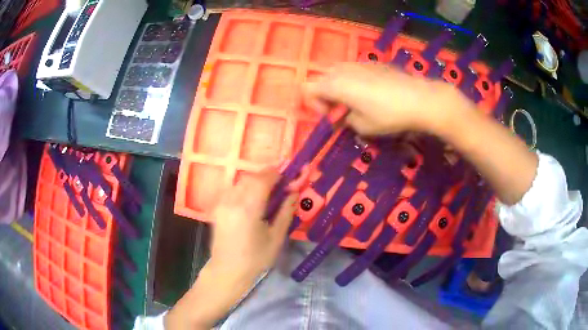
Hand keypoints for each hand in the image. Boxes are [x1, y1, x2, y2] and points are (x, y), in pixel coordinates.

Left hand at [165, 169, 297, 329]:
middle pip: (251, 177)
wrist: (227, 270)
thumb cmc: (255, 258)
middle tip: (280, 184)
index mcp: (248, 208)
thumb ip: (285, 212)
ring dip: (255, 181)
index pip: (263, 180)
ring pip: (240, 181)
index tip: (287, 176)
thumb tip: (294, 192)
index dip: (276, 174)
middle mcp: (232, 201)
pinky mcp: (217, 207)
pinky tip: (251, 199)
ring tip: (267, 191)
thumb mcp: (276, 237)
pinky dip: (244, 188)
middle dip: (267, 176)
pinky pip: (232, 189)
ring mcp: (222, 203)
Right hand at [303, 62, 463, 135]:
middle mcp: (342, 69)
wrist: (419, 98)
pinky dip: (355, 81)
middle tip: (343, 111)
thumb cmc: (387, 115)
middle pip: (322, 79)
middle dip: (327, 95)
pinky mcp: (373, 63)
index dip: (314, 105)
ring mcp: (358, 63)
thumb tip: (343, 117)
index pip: (307, 89)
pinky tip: (373, 93)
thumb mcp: (363, 126)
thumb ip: (345, 121)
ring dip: (341, 88)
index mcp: (334, 84)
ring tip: (357, 102)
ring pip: (338, 73)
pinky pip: (355, 70)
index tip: (332, 117)